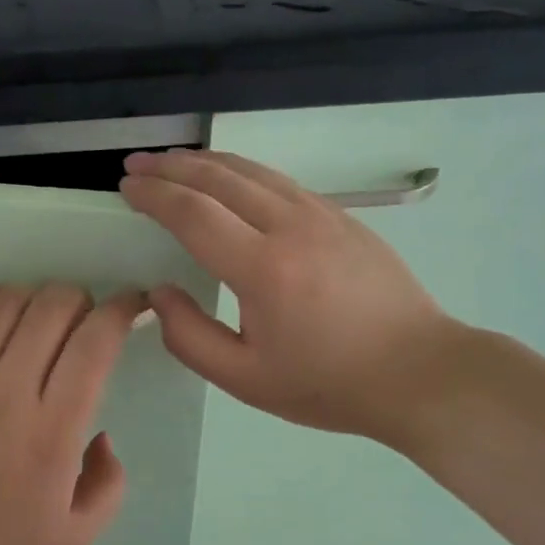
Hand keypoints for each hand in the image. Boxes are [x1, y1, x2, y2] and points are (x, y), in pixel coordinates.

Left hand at [0, 283, 146, 544]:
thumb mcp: (73, 539)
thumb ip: (108, 484)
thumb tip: (101, 435)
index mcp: (52, 430)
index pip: (93, 344)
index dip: (121, 311)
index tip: (132, 305)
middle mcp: (8, 390)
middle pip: (53, 307)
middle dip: (82, 300)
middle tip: (85, 321)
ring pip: (8, 301)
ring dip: (37, 297)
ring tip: (42, 320)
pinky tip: (1, 312)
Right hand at [120, 149, 456, 440]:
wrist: (419, 371)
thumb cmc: (327, 383)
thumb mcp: (246, 379)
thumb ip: (189, 338)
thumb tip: (160, 293)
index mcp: (263, 269)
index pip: (193, 213)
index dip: (154, 195)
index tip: (126, 186)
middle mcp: (290, 226)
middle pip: (218, 178)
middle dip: (170, 166)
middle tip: (135, 163)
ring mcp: (321, 214)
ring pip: (251, 170)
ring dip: (204, 161)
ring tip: (172, 161)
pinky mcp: (341, 216)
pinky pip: (278, 180)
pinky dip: (241, 171)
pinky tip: (228, 178)